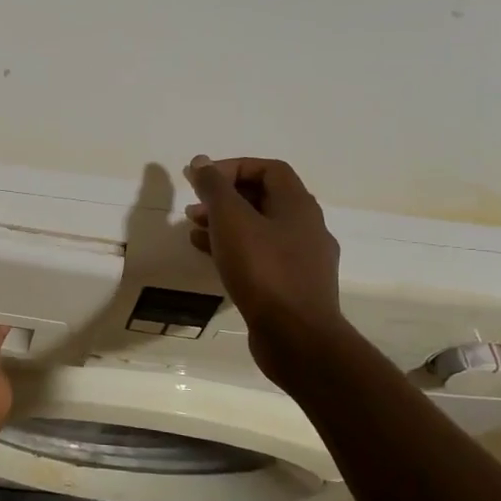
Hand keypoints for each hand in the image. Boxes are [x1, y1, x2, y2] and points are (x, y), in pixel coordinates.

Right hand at [185, 155, 350, 380]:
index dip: (233, 167)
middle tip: (194, 205)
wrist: (297, 338)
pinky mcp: (292, 287)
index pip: (268, 169)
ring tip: (193, 230)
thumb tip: (201, 162)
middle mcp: (306, 227)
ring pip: (259, 229)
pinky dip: (234, 249)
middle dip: (225, 197)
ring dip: (225, 224)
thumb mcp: (232, 220)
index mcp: (298, 205)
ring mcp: (302, 259)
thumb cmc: (264, 271)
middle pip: (263, 198)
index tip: (202, 180)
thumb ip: (214, 187)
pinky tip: (208, 257)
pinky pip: (260, 256)